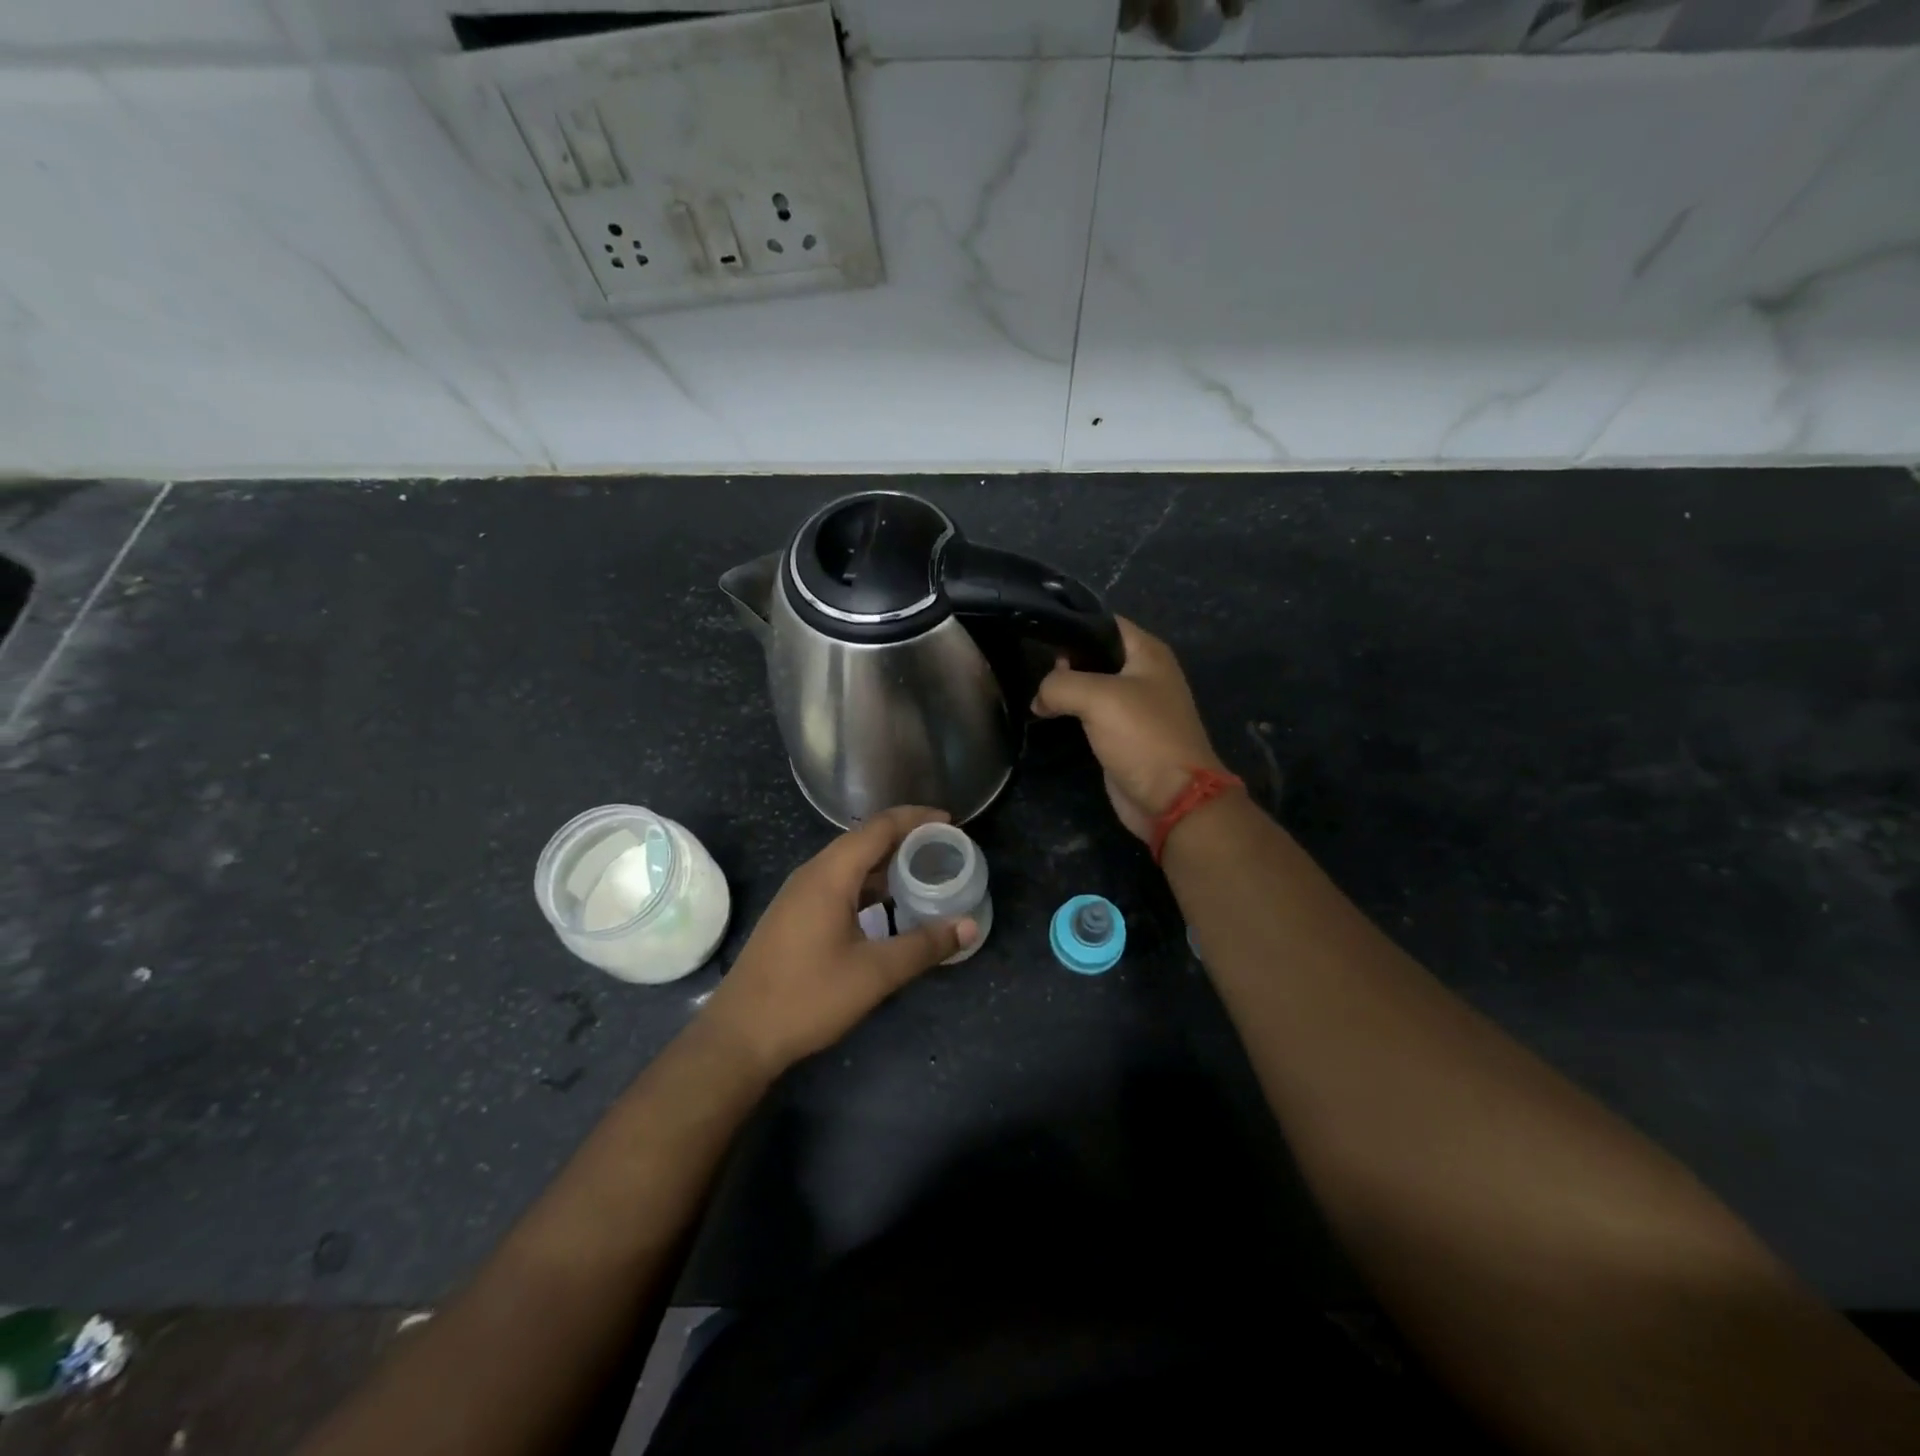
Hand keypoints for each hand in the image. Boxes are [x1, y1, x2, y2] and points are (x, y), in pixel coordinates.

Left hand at [701, 806, 978, 1075]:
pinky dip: (870, 884)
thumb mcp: (874, 973)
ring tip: (924, 874)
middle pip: (865, 840)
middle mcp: (813, 873)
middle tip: (944, 849)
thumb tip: (969, 926)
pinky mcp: (795, 915)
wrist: (739, 1035)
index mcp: (830, 875)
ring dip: (887, 863)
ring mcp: (800, 894)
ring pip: (851, 863)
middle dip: (906, 839)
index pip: (879, 827)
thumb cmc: (807, 997)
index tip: (951, 823)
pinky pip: (839, 883)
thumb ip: (924, 946)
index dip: (916, 819)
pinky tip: (889, 906)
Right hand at [1031, 617, 1225, 840]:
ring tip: (1036, 692)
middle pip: (1095, 653)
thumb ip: (1060, 684)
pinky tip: (1047, 714)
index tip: (1038, 632)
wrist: (1172, 798)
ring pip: (1091, 685)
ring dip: (1065, 689)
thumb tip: (1039, 697)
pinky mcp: (1122, 734)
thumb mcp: (1097, 698)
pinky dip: (1071, 712)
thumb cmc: (1142, 736)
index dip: (1073, 624)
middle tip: (1033, 668)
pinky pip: (1091, 713)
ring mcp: (1133, 706)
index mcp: (1147, 652)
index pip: (1104, 622)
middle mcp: (1143, 673)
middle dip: (1064, 659)